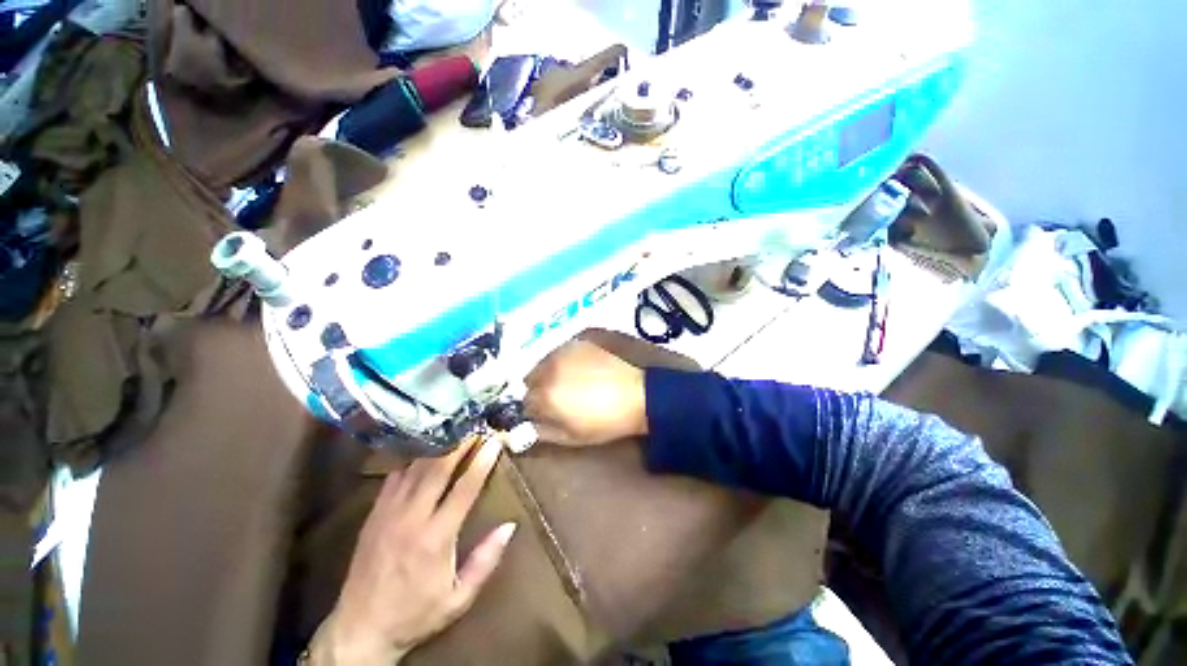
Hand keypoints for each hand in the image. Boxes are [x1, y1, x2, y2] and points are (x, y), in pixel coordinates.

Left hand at [309, 437, 514, 664]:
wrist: (360, 629)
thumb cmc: (416, 613)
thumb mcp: (458, 598)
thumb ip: (485, 560)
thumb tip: (510, 525)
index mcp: (436, 537)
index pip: (465, 488)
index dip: (482, 461)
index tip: (495, 441)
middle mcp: (412, 518)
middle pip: (438, 468)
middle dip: (460, 443)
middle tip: (475, 426)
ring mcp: (389, 513)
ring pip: (415, 468)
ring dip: (437, 447)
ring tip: (454, 431)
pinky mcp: (373, 514)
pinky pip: (394, 477)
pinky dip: (411, 460)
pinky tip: (422, 451)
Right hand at [524, 339, 647, 446]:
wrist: (636, 395)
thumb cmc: (605, 422)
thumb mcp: (571, 437)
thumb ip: (542, 432)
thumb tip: (524, 427)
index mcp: (545, 395)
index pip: (524, 402)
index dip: (535, 409)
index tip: (546, 412)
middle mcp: (548, 369)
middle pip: (529, 379)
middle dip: (538, 389)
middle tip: (557, 397)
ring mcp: (563, 352)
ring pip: (542, 364)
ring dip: (548, 373)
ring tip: (569, 382)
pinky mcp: (577, 343)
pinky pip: (559, 352)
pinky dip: (562, 361)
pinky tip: (578, 369)